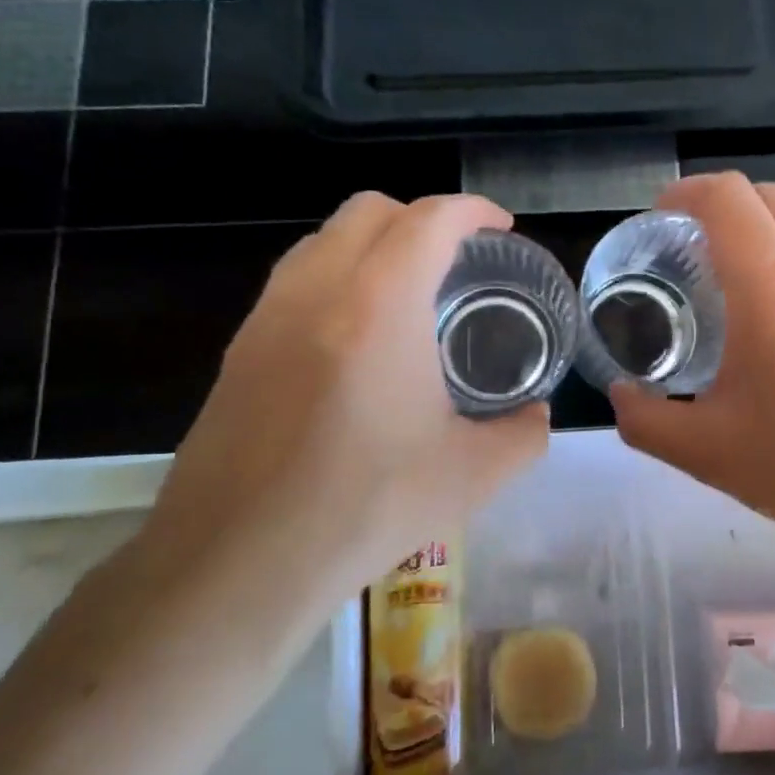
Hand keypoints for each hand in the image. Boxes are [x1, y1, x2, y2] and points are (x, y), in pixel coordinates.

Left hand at [109, 193, 547, 676]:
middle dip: (422, 217)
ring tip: (407, 292)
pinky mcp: (238, 349)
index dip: (474, 211)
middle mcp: (317, 290)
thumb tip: (537, 416)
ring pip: (323, 240)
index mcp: (380, 305)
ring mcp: (267, 316)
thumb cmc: (366, 508)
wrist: (238, 563)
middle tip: (457, 260)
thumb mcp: (472, 475)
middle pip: (370, 211)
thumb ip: (523, 435)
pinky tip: (356, 340)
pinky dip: (336, 278)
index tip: (501, 229)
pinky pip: (294, 281)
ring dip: (373, 243)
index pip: (430, 219)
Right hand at [609, 174, 774, 574]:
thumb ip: (646, 421)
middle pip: (766, 195)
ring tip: (737, 273)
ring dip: (762, 226)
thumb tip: (621, 396)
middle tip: (690, 247)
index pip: (727, 198)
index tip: (660, 217)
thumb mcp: (707, 453)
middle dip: (720, 205)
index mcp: (771, 290)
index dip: (686, 192)